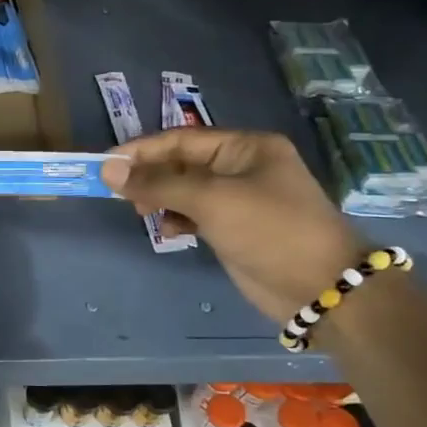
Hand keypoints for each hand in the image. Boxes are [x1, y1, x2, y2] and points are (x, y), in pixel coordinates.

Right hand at [100, 127, 365, 323]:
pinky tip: (168, 231)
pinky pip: (194, 213)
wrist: (320, 287)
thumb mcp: (211, 200)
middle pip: (181, 163)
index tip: (106, 164)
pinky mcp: (234, 227)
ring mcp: (238, 198)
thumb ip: (159, 183)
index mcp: (245, 147)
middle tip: (120, 195)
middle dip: (150, 176)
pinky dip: (176, 219)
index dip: (142, 150)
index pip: (181, 139)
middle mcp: (241, 166)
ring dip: (160, 198)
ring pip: (184, 189)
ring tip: (142, 213)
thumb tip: (109, 170)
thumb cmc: (269, 229)